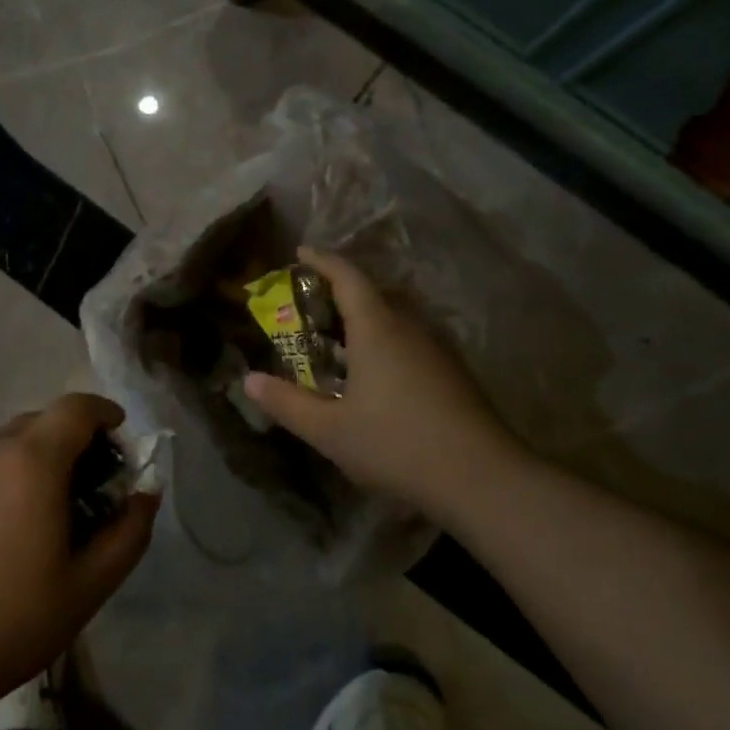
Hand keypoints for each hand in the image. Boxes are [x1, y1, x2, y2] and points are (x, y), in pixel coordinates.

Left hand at [0, 393, 158, 713]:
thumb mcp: (88, 586)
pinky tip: (4, 533)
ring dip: (39, 460)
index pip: (76, 407)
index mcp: (31, 461)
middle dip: (75, 442)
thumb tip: (146, 493)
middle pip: (43, 421)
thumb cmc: (7, 623)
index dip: (106, 414)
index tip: (121, 443)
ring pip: (10, 443)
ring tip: (47, 515)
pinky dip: (6, 477)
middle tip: (91, 490)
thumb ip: (128, 531)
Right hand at [243, 248, 514, 520]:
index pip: (347, 276)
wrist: (481, 477)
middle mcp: (409, 326)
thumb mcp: (329, 430)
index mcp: (377, 328)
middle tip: (310, 301)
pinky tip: (375, 373)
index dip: (322, 260)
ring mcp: (436, 348)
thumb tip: (249, 380)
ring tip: (338, 337)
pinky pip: (409, 338)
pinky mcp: (452, 371)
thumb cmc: (396, 443)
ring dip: (365, 316)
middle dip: (340, 289)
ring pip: (394, 317)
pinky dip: (384, 339)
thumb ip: (287, 403)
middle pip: (372, 292)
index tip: (301, 252)